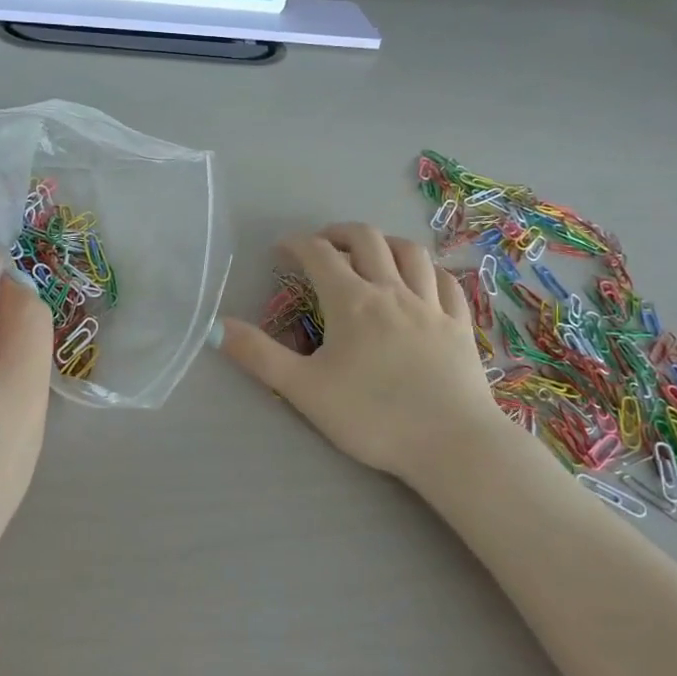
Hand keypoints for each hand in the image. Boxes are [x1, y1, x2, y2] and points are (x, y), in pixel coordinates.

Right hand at [217, 224, 504, 488]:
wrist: (450, 443)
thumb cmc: (371, 417)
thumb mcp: (304, 389)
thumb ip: (259, 355)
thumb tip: (217, 327)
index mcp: (353, 301)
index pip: (319, 254)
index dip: (297, 244)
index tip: (281, 250)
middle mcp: (393, 291)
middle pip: (367, 240)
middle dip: (339, 232)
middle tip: (323, 243)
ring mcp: (432, 306)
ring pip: (411, 252)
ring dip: (386, 242)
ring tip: (372, 251)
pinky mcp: (459, 325)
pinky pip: (447, 282)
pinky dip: (428, 269)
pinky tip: (423, 278)